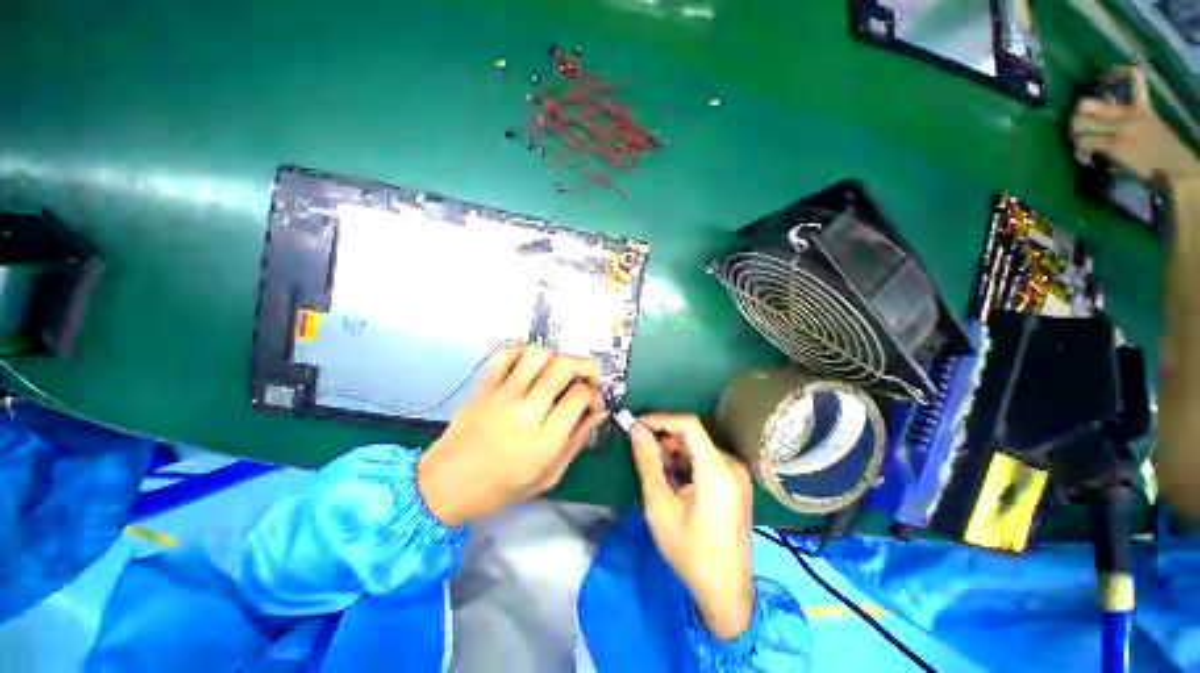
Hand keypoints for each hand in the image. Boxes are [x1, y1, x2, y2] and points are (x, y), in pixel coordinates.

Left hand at [418, 344, 606, 526]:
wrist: (445, 486)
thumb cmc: (501, 488)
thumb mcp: (549, 475)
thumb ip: (577, 440)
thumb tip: (597, 411)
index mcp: (544, 440)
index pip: (580, 395)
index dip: (595, 394)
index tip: (593, 403)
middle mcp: (525, 411)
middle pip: (563, 366)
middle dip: (585, 366)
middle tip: (587, 377)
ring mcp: (502, 395)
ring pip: (537, 354)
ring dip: (557, 356)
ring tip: (560, 370)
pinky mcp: (483, 387)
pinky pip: (506, 354)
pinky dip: (524, 350)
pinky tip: (531, 364)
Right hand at [629, 413, 755, 640]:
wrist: (726, 592)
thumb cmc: (690, 552)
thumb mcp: (660, 506)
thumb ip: (648, 462)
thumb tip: (636, 429)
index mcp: (717, 470)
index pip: (688, 424)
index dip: (661, 419)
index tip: (637, 425)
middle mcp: (732, 466)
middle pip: (693, 436)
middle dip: (664, 439)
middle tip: (641, 452)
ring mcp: (737, 475)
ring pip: (698, 448)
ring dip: (673, 453)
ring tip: (655, 471)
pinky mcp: (736, 484)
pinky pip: (706, 461)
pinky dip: (686, 464)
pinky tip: (673, 481)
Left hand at [1070, 66, 1199, 184]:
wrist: (1173, 168)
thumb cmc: (1160, 149)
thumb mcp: (1147, 124)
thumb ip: (1127, 117)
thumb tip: (1103, 117)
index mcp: (1141, 106)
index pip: (1135, 77)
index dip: (1118, 72)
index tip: (1106, 77)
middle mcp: (1128, 113)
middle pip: (1087, 103)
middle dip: (1076, 115)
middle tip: (1078, 127)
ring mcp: (1120, 128)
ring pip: (1080, 123)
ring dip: (1074, 135)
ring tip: (1079, 144)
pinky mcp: (1115, 144)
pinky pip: (1086, 142)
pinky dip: (1080, 150)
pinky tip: (1085, 157)